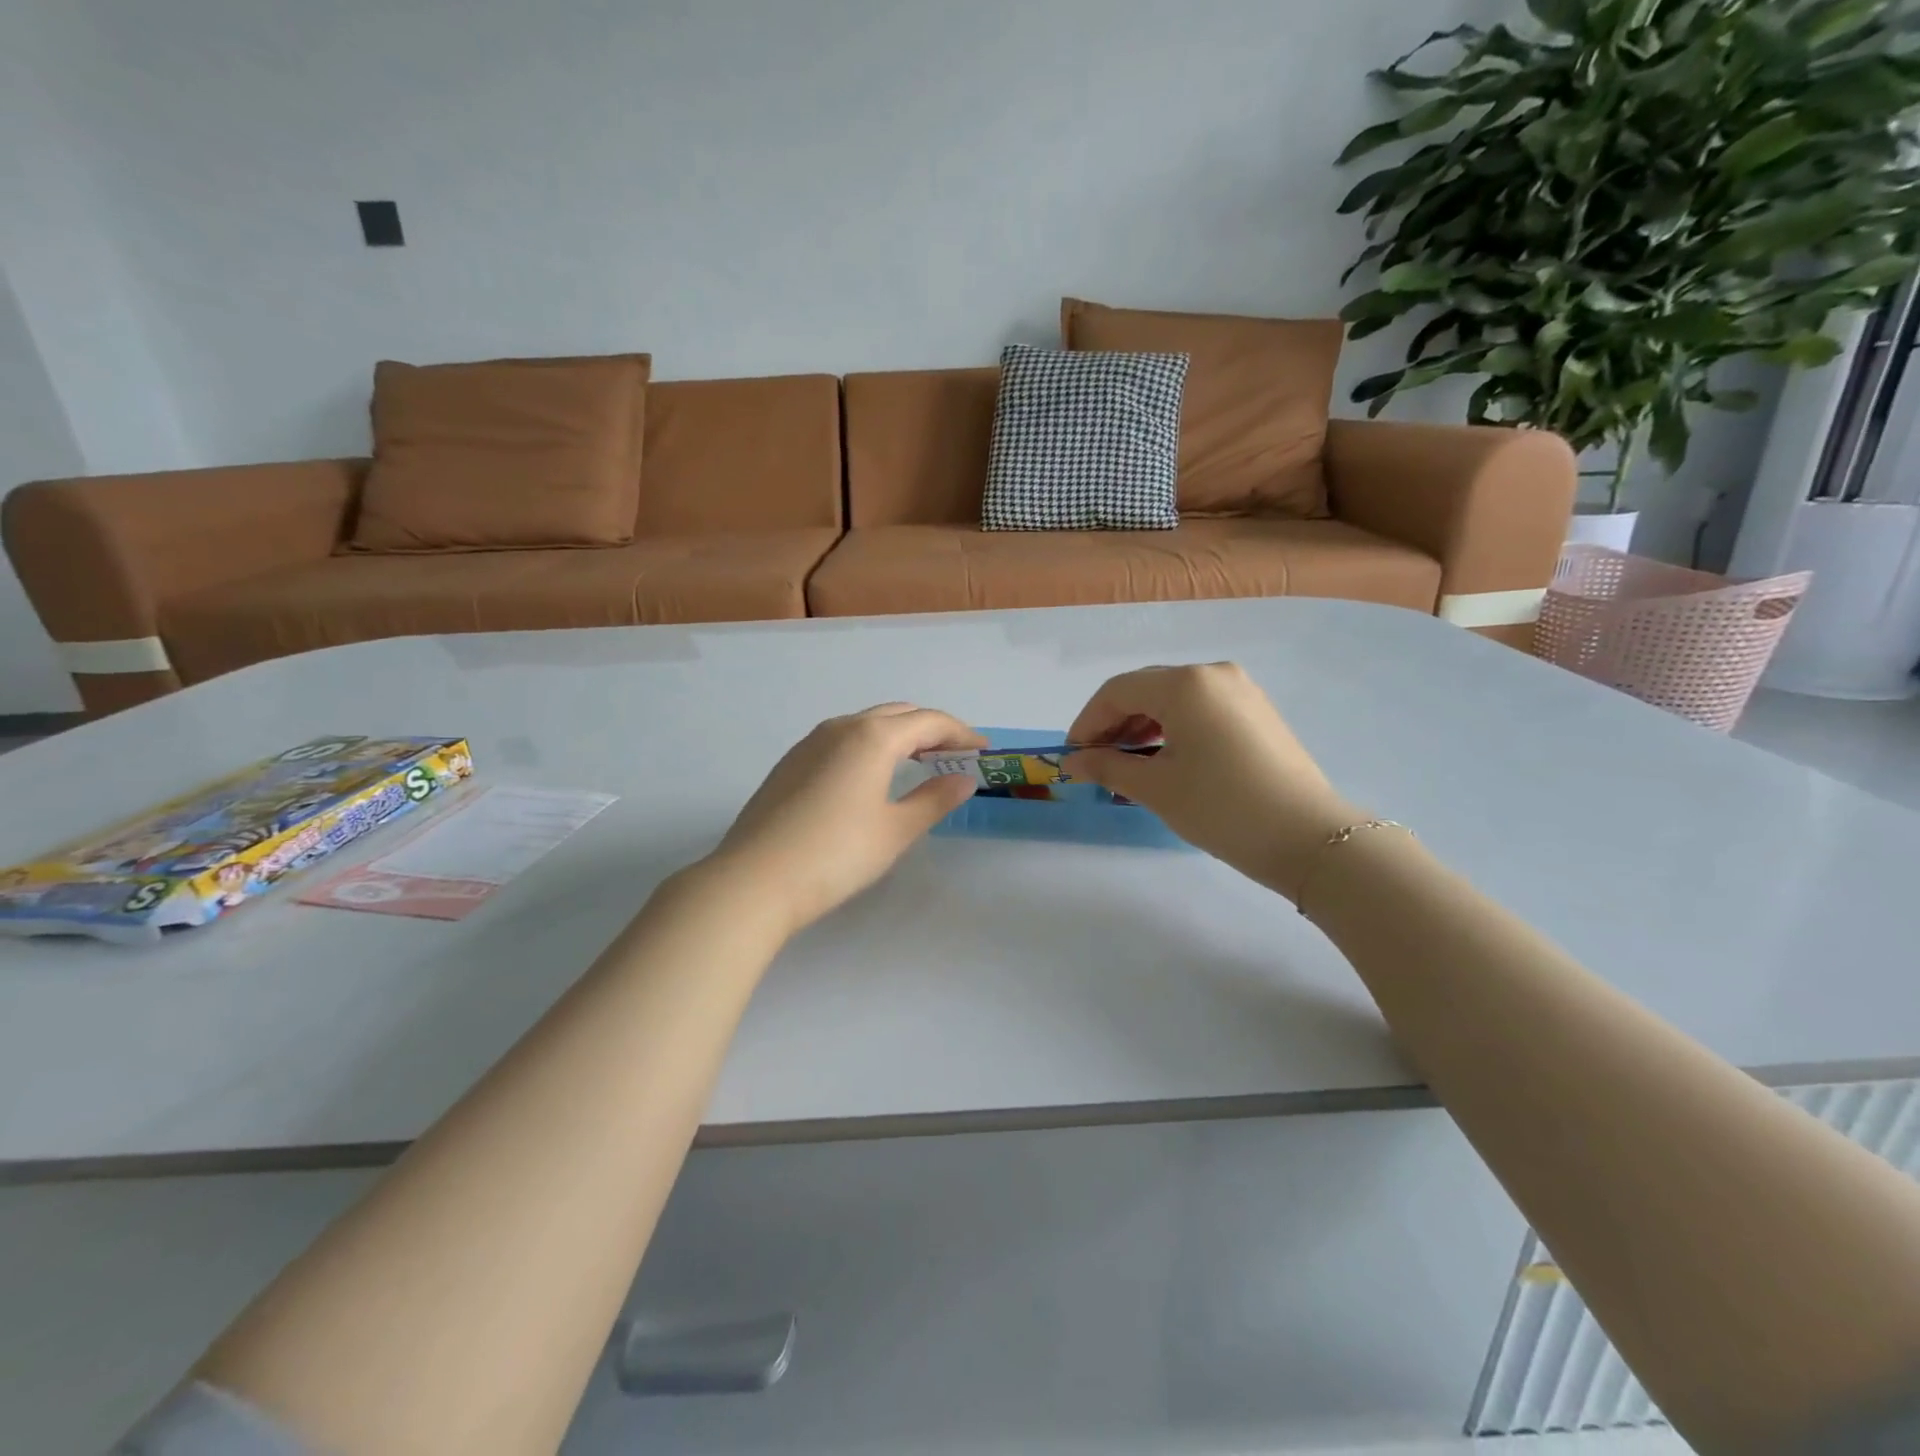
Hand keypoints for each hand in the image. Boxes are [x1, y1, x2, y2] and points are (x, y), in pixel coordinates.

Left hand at [706, 704, 985, 933]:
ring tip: (919, 762)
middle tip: (955, 755)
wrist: (754, 879)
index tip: (983, 750)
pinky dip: (869, 746)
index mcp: (872, 737)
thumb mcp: (895, 830)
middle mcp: (840, 728)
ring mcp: (809, 743)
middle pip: (897, 715)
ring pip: (866, 724)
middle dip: (931, 730)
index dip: (960, 733)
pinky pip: (842, 740)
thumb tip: (963, 780)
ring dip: (898, 736)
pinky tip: (871, 776)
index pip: (928, 721)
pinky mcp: (790, 763)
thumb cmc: (836, 854)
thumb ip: (933, 800)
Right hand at [1064, 663, 1362, 900]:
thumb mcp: (1156, 788)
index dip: (1087, 722)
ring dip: (1142, 726)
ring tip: (1126, 764)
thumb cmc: (1221, 807)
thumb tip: (1072, 761)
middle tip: (1095, 762)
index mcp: (1184, 684)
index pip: (1117, 691)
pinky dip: (1172, 728)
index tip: (1072, 756)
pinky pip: (1199, 709)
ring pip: (1173, 699)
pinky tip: (1163, 758)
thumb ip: (1107, 766)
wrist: (1308, 838)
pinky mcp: (1256, 711)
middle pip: (1145, 689)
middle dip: (1114, 723)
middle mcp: (1212, 673)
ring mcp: (1240, 690)